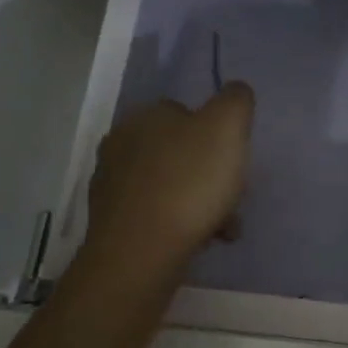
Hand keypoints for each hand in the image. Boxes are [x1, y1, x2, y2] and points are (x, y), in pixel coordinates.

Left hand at [83, 83, 255, 264]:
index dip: (215, 134)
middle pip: (180, 152)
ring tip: (223, 227)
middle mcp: (120, 145)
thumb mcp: (227, 127)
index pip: (186, 112)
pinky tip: (201, 241)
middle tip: (232, 195)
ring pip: (171, 185)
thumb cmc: (189, 183)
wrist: (141, 255)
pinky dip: (181, 224)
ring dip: (200, 201)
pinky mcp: (112, 224)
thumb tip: (235, 92)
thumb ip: (235, 101)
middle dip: (210, 172)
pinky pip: (158, 215)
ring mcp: (112, 187)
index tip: (234, 159)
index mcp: (144, 116)